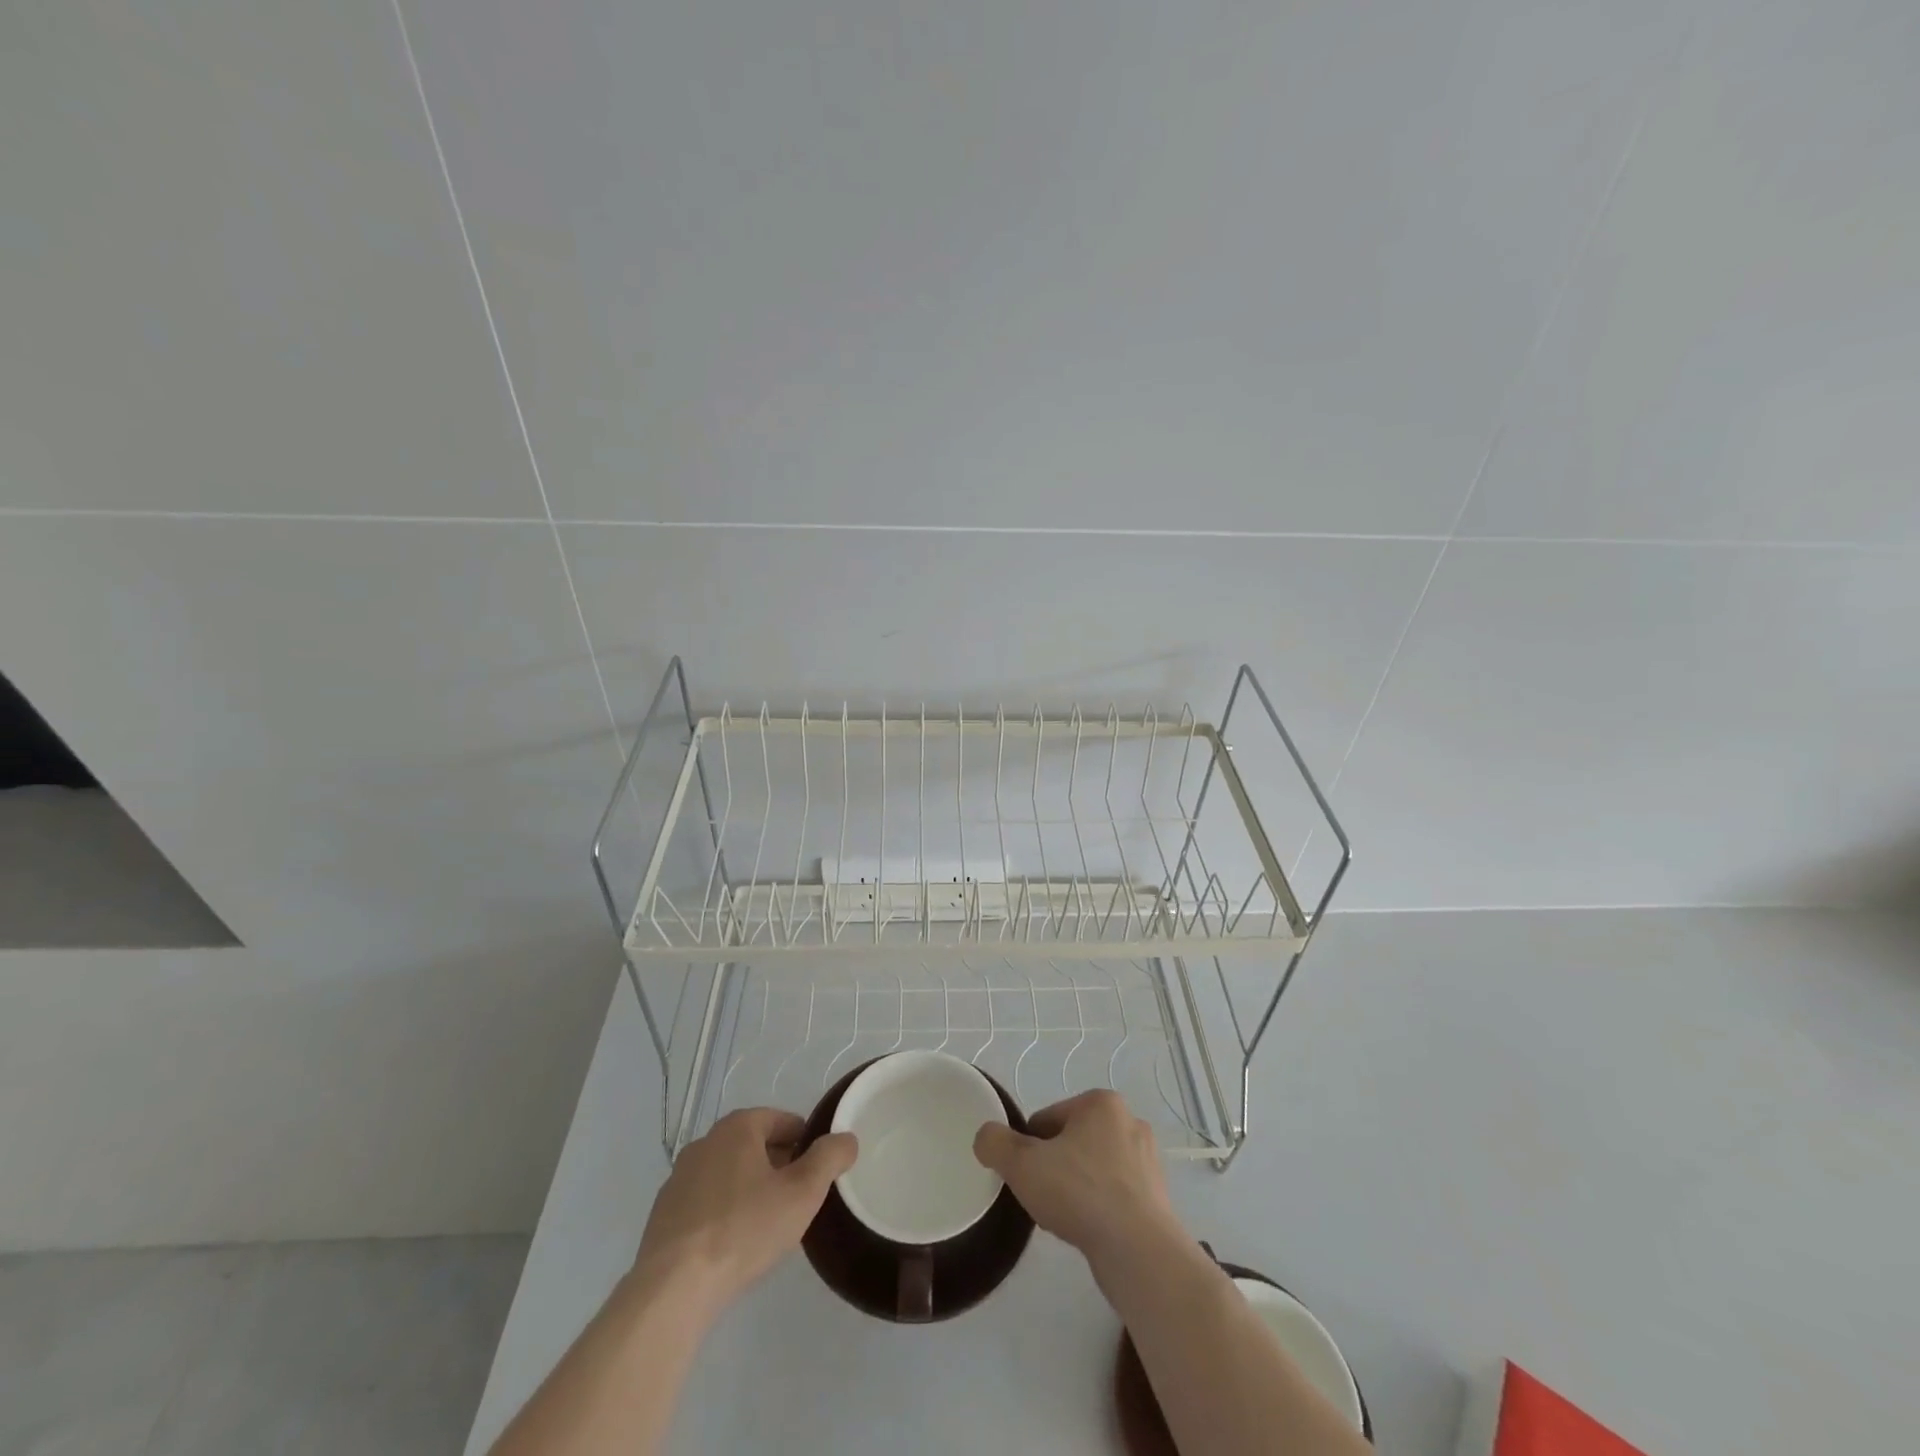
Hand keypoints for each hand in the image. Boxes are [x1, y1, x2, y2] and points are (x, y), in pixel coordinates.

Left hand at [634, 1108, 856, 1307]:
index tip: (817, 1172)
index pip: (782, 1120)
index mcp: (738, 1127)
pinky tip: (732, 1243)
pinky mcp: (663, 1213)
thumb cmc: (745, 1229)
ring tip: (766, 1223)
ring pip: (728, 1172)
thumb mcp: (803, 1192)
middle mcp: (705, 1141)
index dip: (806, 1142)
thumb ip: (829, 1158)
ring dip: (750, 1187)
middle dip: (778, 1165)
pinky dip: (723, 1210)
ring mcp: (679, 1177)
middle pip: (754, 1144)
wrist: (674, 1288)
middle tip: (797, 1198)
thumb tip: (846, 1138)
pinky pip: (705, 1200)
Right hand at [973, 1090, 1178, 1266]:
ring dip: (1076, 1189)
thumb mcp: (1022, 1164)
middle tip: (1043, 1198)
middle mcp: (1129, 1122)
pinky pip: (1114, 1195)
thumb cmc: (1080, 1193)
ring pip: (1092, 1169)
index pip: (1046, 1119)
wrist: (1139, 1252)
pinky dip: (1098, 1208)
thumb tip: (986, 1138)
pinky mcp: (1157, 1197)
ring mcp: (1147, 1161)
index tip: (1026, 1177)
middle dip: (1054, 1167)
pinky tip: (1089, 1231)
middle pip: (1071, 1142)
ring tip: (1066, 1219)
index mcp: (1101, 1103)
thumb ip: (995, 1143)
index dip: (1028, 1149)